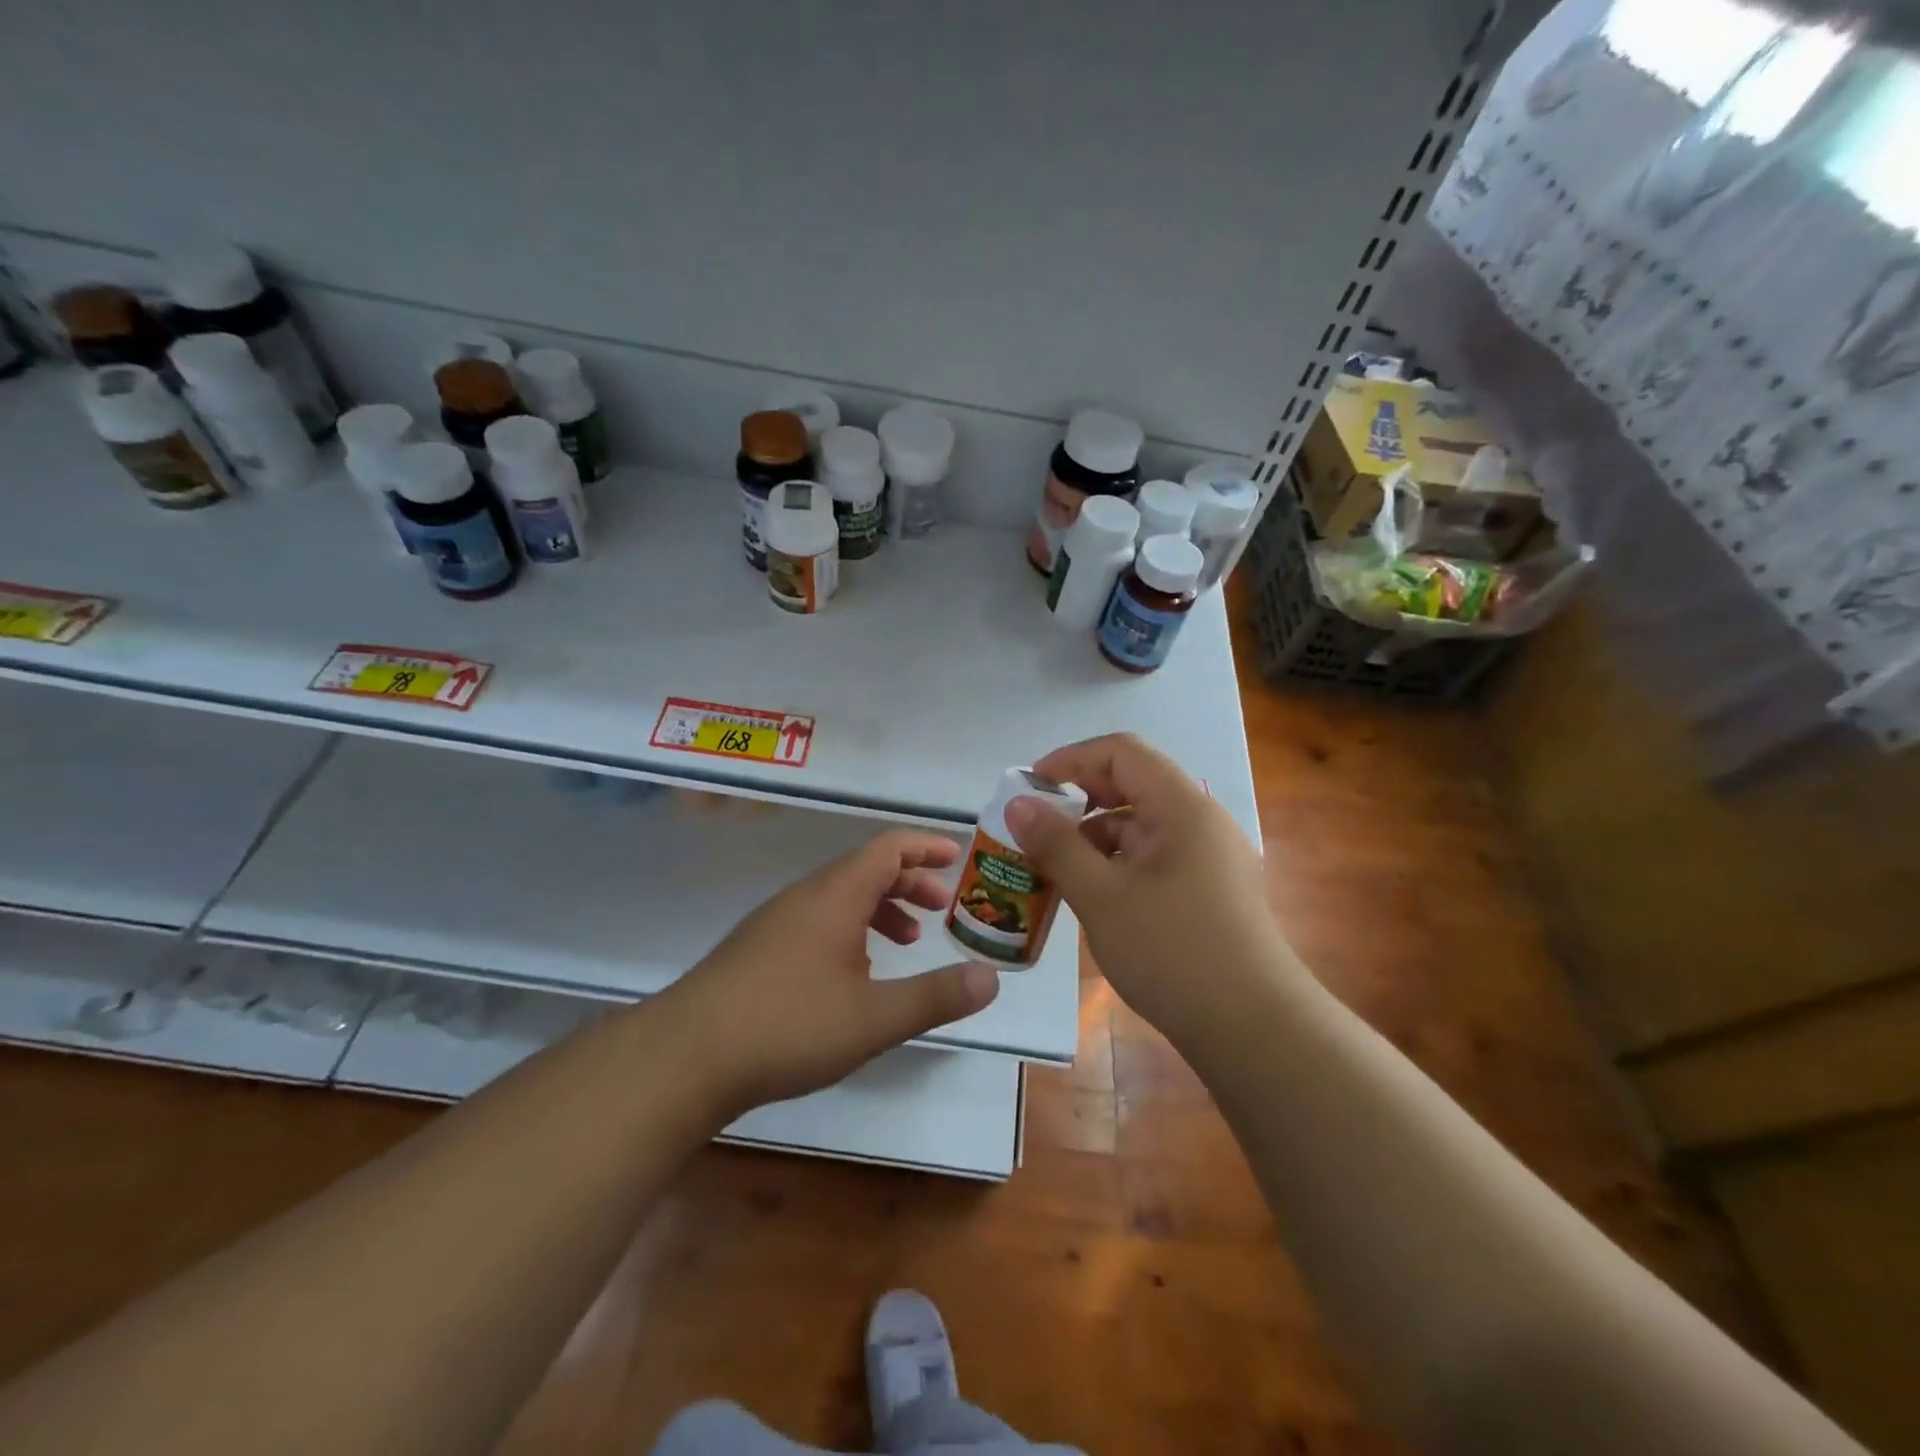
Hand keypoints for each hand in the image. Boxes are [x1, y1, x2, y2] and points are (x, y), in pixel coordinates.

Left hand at [666, 831, 999, 1116]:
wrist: (686, 1056)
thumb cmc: (788, 1026)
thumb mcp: (874, 1017)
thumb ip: (935, 996)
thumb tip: (990, 978)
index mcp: (835, 896)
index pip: (888, 848)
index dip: (925, 847)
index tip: (957, 858)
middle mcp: (805, 897)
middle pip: (865, 869)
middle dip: (909, 883)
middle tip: (941, 909)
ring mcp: (776, 922)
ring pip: (839, 897)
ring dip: (879, 909)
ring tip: (906, 942)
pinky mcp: (757, 949)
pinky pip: (817, 920)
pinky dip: (850, 930)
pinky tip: (854, 974)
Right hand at [1005, 734, 1288, 1041]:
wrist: (1254, 1029)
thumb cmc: (1172, 951)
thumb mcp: (1101, 896)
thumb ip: (1056, 845)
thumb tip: (1018, 804)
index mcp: (1181, 806)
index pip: (1121, 752)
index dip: (1071, 760)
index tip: (1031, 788)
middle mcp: (1200, 820)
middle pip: (1132, 785)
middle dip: (1079, 802)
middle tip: (1037, 830)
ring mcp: (1210, 857)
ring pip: (1142, 826)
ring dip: (1095, 838)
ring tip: (1055, 872)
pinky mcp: (1210, 891)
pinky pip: (1155, 858)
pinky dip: (1118, 866)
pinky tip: (1094, 899)